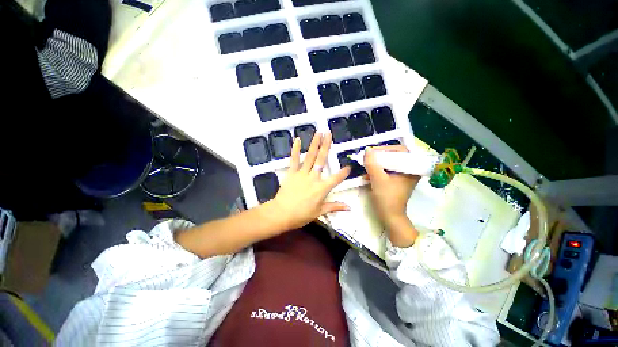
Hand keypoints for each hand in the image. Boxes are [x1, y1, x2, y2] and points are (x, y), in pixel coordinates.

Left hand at [270, 133, 351, 229]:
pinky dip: (295, 149)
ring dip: (314, 144)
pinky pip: (294, 159)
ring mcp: (302, 173)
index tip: (349, 167)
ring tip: (319, 132)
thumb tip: (349, 208)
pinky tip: (297, 139)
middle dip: (326, 146)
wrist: (282, 213)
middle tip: (330, 134)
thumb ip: (335, 207)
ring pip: (310, 156)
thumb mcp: (319, 212)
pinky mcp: (291, 172)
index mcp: (322, 188)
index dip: (343, 173)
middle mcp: (313, 177)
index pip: (336, 179)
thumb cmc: (301, 215)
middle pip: (321, 160)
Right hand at [364, 145, 420, 245]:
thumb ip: (372, 164)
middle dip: (380, 156)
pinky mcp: (397, 181)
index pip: (401, 151)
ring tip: (366, 165)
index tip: (373, 151)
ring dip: (377, 164)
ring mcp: (403, 176)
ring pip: (389, 163)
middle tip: (368, 157)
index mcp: (411, 169)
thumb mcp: (378, 179)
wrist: (390, 216)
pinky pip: (387, 170)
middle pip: (395, 156)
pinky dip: (378, 170)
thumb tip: (367, 150)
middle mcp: (409, 170)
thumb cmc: (387, 198)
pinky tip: (368, 174)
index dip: (386, 149)